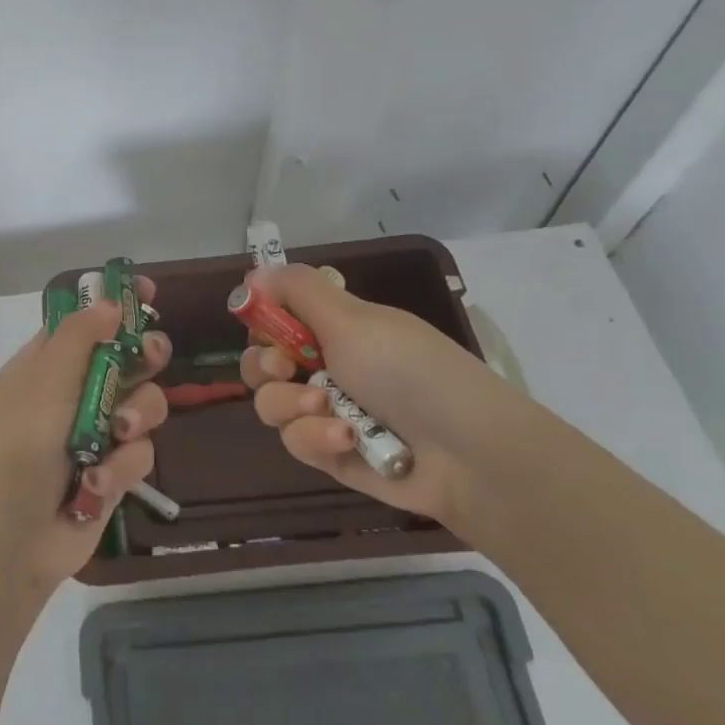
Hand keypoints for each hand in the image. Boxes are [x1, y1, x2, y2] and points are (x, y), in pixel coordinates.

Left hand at [0, 283, 170, 595]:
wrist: (7, 542)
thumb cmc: (16, 448)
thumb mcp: (43, 383)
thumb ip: (79, 339)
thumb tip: (109, 300)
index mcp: (47, 363)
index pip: (87, 322)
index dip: (117, 306)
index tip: (150, 293)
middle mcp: (73, 392)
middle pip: (127, 358)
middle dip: (144, 358)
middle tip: (150, 359)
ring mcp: (96, 433)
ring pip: (144, 405)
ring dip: (135, 418)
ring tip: (116, 436)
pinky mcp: (113, 473)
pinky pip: (140, 453)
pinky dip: (121, 467)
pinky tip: (95, 484)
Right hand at [240, 264, 501, 526]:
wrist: (468, 453)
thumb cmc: (409, 370)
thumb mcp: (352, 318)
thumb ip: (298, 289)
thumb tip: (256, 271)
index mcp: (336, 328)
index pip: (277, 319)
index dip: (262, 322)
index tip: (263, 326)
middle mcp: (327, 366)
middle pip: (263, 363)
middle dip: (264, 366)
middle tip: (283, 368)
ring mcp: (328, 412)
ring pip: (271, 404)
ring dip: (291, 404)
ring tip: (327, 409)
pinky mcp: (331, 454)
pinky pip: (296, 441)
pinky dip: (316, 437)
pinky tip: (347, 439)